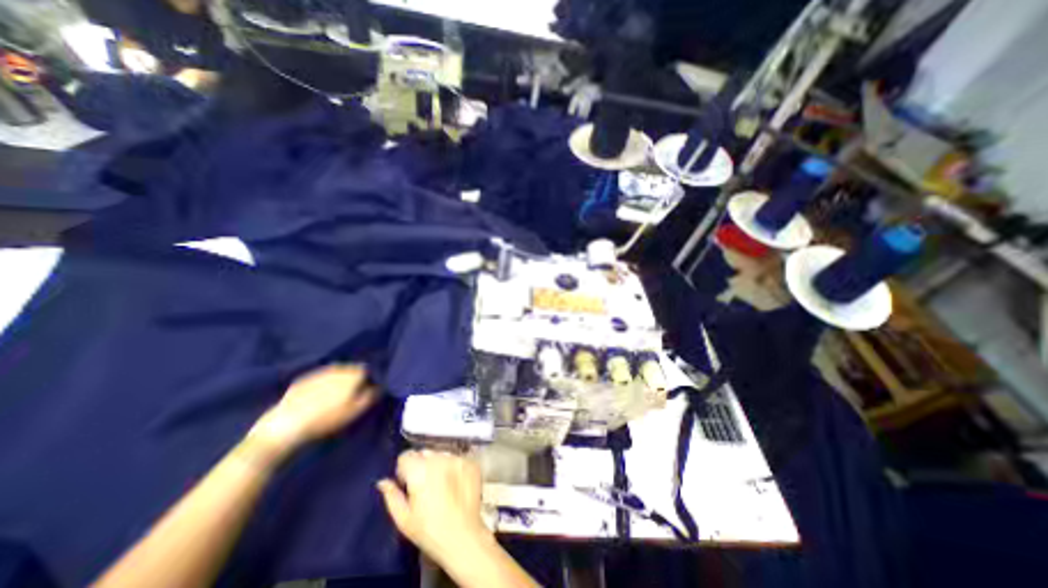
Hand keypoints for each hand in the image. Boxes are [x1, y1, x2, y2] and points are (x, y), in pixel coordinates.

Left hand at [246, 363, 377, 464]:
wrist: (287, 424)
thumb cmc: (327, 418)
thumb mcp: (355, 411)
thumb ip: (370, 395)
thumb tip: (377, 387)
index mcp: (352, 374)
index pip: (365, 370)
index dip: (366, 379)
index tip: (364, 390)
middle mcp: (337, 369)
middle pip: (349, 369)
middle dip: (351, 378)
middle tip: (349, 394)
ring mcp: (318, 373)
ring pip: (333, 373)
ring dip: (335, 381)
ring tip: (332, 397)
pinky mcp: (301, 380)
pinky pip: (317, 379)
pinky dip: (320, 385)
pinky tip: (316, 398)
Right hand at [380, 450, 487, 569]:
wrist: (463, 535)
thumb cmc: (429, 530)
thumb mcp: (404, 519)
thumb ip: (392, 496)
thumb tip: (383, 481)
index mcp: (419, 470)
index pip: (406, 456)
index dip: (403, 468)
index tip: (406, 481)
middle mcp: (439, 459)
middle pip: (424, 453)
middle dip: (420, 465)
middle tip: (423, 485)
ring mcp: (457, 459)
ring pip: (441, 454)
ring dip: (437, 464)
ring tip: (440, 485)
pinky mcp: (470, 462)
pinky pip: (457, 458)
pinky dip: (453, 467)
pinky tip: (454, 484)